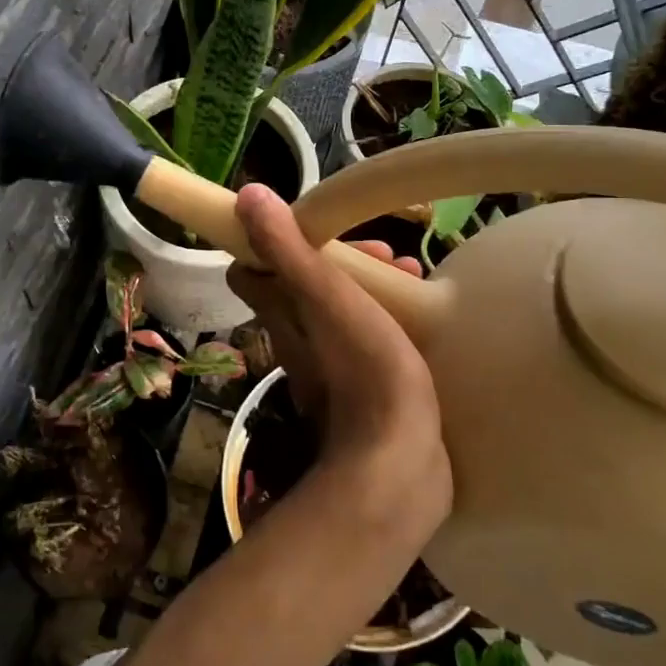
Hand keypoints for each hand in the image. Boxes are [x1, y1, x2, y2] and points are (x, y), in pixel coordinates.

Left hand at [226, 184, 450, 534]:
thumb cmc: (364, 372)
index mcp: (281, 315)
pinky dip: (383, 321)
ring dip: (367, 288)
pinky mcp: (362, 395)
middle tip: (389, 256)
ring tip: (413, 279)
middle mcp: (295, 342)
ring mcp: (328, 371)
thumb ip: (288, 250)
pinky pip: (365, 341)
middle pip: (303, 286)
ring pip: (337, 312)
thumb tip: (246, 196)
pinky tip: (419, 324)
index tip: (320, 228)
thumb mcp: (327, 298)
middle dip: (341, 261)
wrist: (398, 468)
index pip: (252, 269)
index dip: (279, 241)